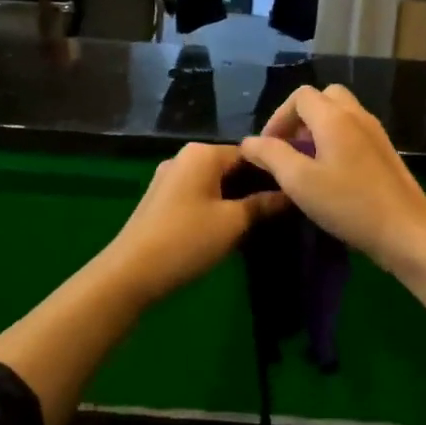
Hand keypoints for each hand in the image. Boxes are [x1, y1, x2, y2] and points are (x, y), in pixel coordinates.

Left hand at [98, 143, 287, 307]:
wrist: (130, 272)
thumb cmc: (187, 240)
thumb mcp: (233, 223)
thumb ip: (263, 205)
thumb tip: (291, 194)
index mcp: (202, 153)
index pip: (250, 152)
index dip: (273, 171)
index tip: (294, 190)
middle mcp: (184, 157)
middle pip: (231, 166)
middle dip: (255, 186)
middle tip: (282, 209)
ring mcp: (169, 178)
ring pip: (214, 182)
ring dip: (236, 198)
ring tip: (261, 220)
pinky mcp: (161, 199)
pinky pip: (198, 194)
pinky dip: (217, 205)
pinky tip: (230, 227)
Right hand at [238, 85, 425, 270]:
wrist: (407, 232)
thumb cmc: (349, 204)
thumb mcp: (299, 181)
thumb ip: (271, 156)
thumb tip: (249, 142)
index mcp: (334, 117)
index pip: (300, 96)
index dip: (278, 118)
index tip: (269, 149)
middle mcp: (357, 116)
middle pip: (324, 98)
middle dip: (300, 118)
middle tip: (289, 149)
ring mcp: (376, 133)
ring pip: (341, 115)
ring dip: (318, 130)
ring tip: (306, 164)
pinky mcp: (386, 153)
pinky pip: (354, 132)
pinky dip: (336, 141)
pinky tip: (332, 175)